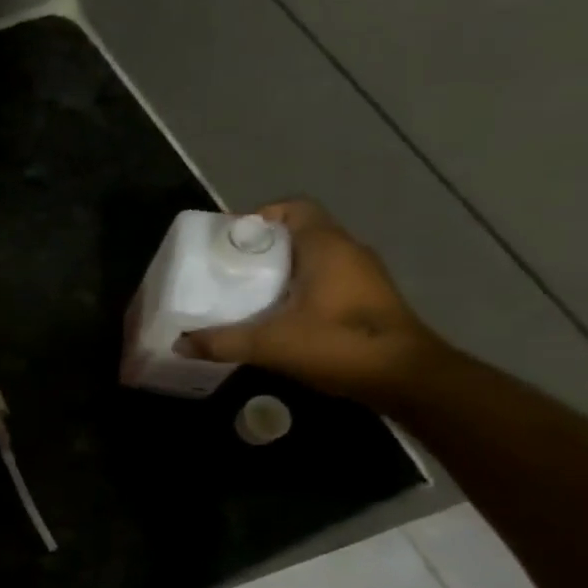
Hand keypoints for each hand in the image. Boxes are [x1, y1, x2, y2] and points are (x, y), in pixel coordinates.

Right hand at [182, 199, 444, 401]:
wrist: (406, 378)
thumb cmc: (340, 344)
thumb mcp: (271, 344)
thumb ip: (223, 342)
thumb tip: (180, 344)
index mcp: (326, 246)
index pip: (293, 208)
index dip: (260, 217)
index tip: (231, 240)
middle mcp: (348, 251)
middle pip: (299, 233)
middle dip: (262, 248)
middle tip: (228, 269)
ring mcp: (363, 276)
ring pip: (313, 259)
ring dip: (281, 271)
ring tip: (246, 293)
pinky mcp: (367, 300)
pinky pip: (325, 280)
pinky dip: (299, 289)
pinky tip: (277, 316)